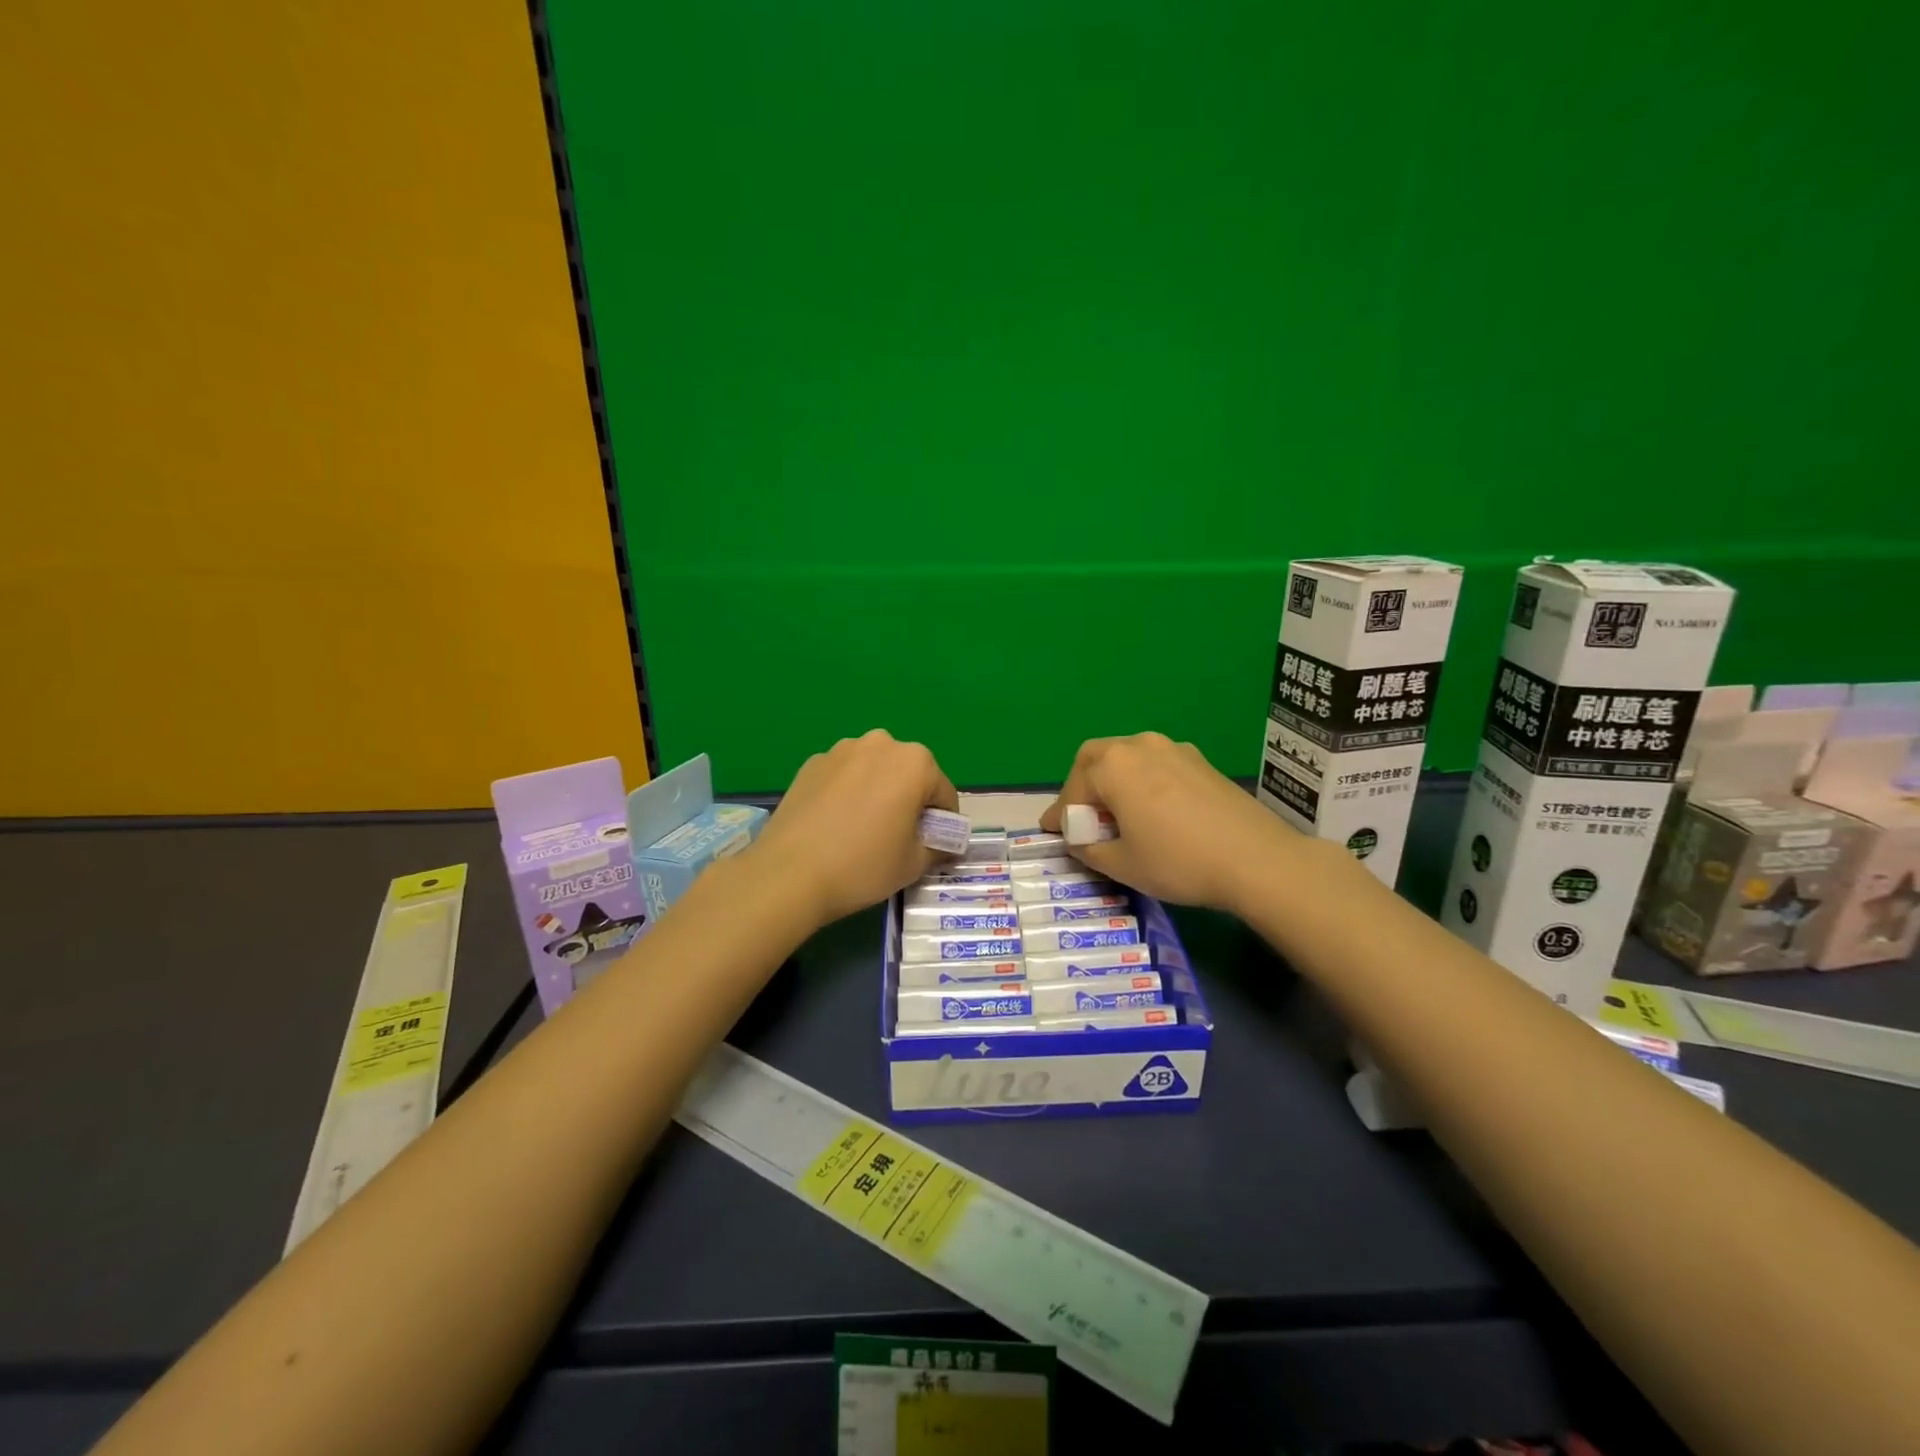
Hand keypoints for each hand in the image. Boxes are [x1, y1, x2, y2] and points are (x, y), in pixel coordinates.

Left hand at [750, 730, 958, 928]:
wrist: (789, 873)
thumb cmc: (863, 865)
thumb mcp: (914, 864)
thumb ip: (937, 847)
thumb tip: (942, 844)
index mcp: (916, 762)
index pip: (943, 793)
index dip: (942, 823)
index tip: (930, 846)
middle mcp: (881, 744)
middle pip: (908, 775)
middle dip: (909, 801)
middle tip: (896, 838)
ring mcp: (842, 749)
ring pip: (875, 771)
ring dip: (878, 792)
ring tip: (862, 830)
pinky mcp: (812, 763)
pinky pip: (844, 776)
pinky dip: (848, 793)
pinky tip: (834, 824)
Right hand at [1039, 733, 1305, 912]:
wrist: (1256, 860)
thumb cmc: (1178, 862)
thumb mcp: (1122, 864)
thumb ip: (1088, 848)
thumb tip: (1079, 839)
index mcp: (1113, 767)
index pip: (1073, 789)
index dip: (1060, 814)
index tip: (1051, 832)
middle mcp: (1140, 746)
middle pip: (1096, 758)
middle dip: (1082, 785)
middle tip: (1082, 817)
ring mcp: (1174, 750)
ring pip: (1128, 757)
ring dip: (1112, 780)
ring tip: (1116, 814)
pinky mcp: (1200, 762)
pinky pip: (1156, 764)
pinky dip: (1141, 782)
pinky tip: (1151, 810)